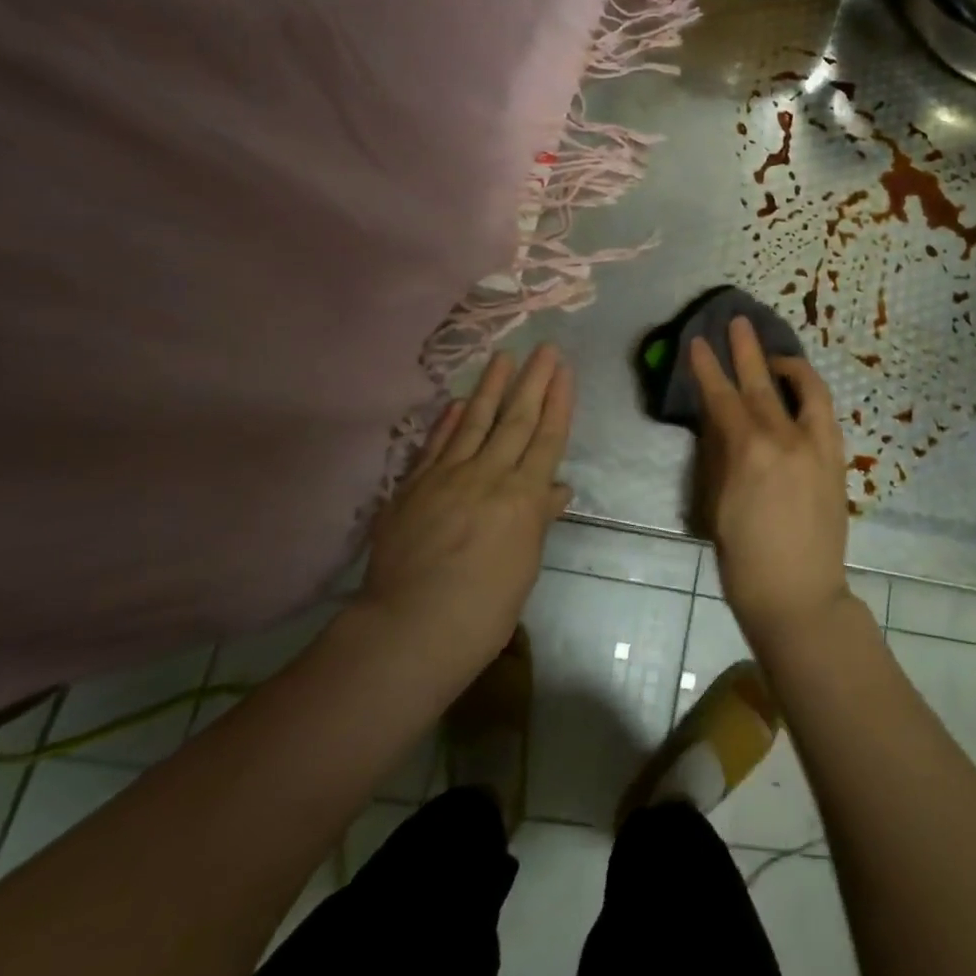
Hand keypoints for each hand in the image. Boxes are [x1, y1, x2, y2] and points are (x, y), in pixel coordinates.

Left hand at [355, 346, 573, 683]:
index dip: (558, 402)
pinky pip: (435, 445)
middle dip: (534, 381)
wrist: (411, 628)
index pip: (547, 438)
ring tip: (504, 357)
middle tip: (545, 347)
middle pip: (516, 420)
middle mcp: (489, 476)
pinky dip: (446, 421)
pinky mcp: (413, 487)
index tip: (564, 370)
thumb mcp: (524, 567)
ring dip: (491, 387)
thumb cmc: (483, 610)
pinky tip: (455, 401)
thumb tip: (557, 488)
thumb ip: (537, 520)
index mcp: (523, 497)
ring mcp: (447, 477)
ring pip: (474, 422)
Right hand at [690, 317, 852, 651]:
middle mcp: (786, 440)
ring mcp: (817, 447)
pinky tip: (798, 390)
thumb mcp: (716, 507)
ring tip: (773, 354)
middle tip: (736, 321)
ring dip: (787, 365)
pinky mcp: (836, 460)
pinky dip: (810, 393)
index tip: (697, 341)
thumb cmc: (745, 561)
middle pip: (761, 383)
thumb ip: (719, 456)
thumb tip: (718, 421)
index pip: (723, 398)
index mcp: (749, 454)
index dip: (707, 368)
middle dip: (746, 349)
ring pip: (805, 389)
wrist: (800, 597)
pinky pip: (824, 413)